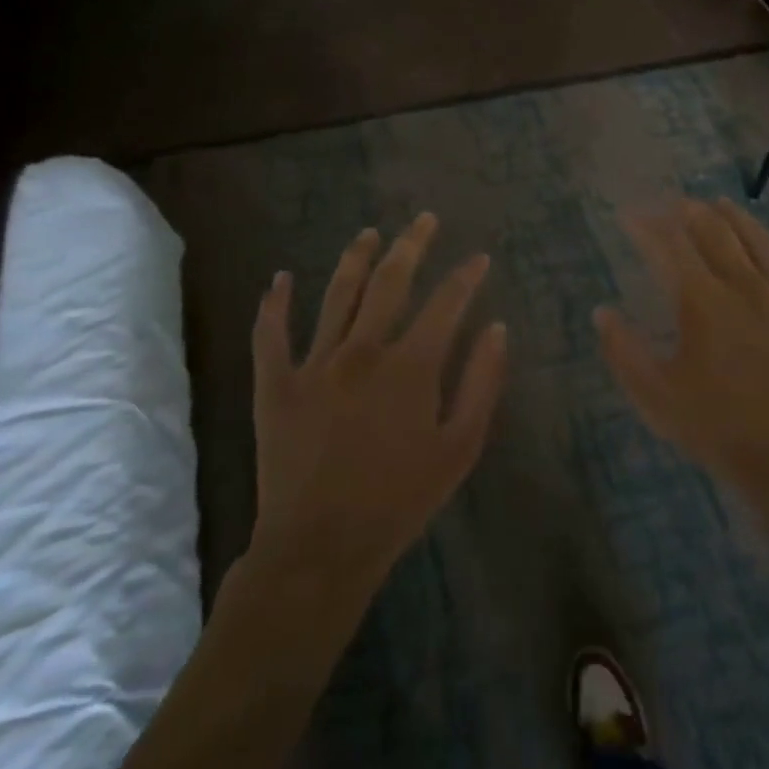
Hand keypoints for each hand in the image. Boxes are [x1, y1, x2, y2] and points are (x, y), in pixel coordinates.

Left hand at [249, 213, 506, 593]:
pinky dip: (274, 303)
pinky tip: (280, 278)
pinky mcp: (275, 384)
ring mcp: (315, 363)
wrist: (320, 549)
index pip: (446, 302)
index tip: (479, 258)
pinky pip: (271, 334)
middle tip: (424, 220)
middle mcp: (363, 350)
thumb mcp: (460, 447)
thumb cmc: (400, 500)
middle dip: (412, 245)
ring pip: (337, 294)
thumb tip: (496, 328)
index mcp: (411, 365)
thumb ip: (482, 383)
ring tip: (369, 232)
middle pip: (390, 281)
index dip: (466, 276)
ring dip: (355, 258)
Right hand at [596, 198, 768, 495]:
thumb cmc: (720, 429)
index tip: (630, 213)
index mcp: (705, 301)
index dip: (648, 226)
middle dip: (692, 212)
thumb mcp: (657, 397)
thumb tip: (602, 313)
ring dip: (741, 220)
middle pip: (718, 234)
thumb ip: (624, 351)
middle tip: (674, 202)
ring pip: (764, 246)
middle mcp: (747, 287)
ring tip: (724, 204)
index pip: (670, 247)